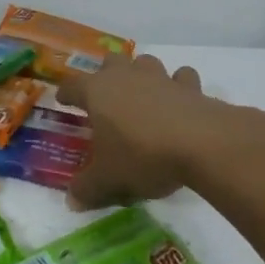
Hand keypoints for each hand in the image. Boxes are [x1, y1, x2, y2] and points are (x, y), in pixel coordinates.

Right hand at [56, 54, 217, 209]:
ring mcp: (160, 78)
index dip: (65, 93)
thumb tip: (71, 201)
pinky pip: (181, 78)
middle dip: (105, 73)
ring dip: (141, 74)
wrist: (201, 144)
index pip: (72, 85)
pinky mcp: (191, 87)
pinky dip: (179, 85)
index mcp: (97, 92)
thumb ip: (87, 189)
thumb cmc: (142, 156)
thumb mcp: (108, 179)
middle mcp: (126, 77)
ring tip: (142, 94)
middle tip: (105, 94)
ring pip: (145, 62)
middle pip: (110, 62)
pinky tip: (179, 100)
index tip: (63, 100)